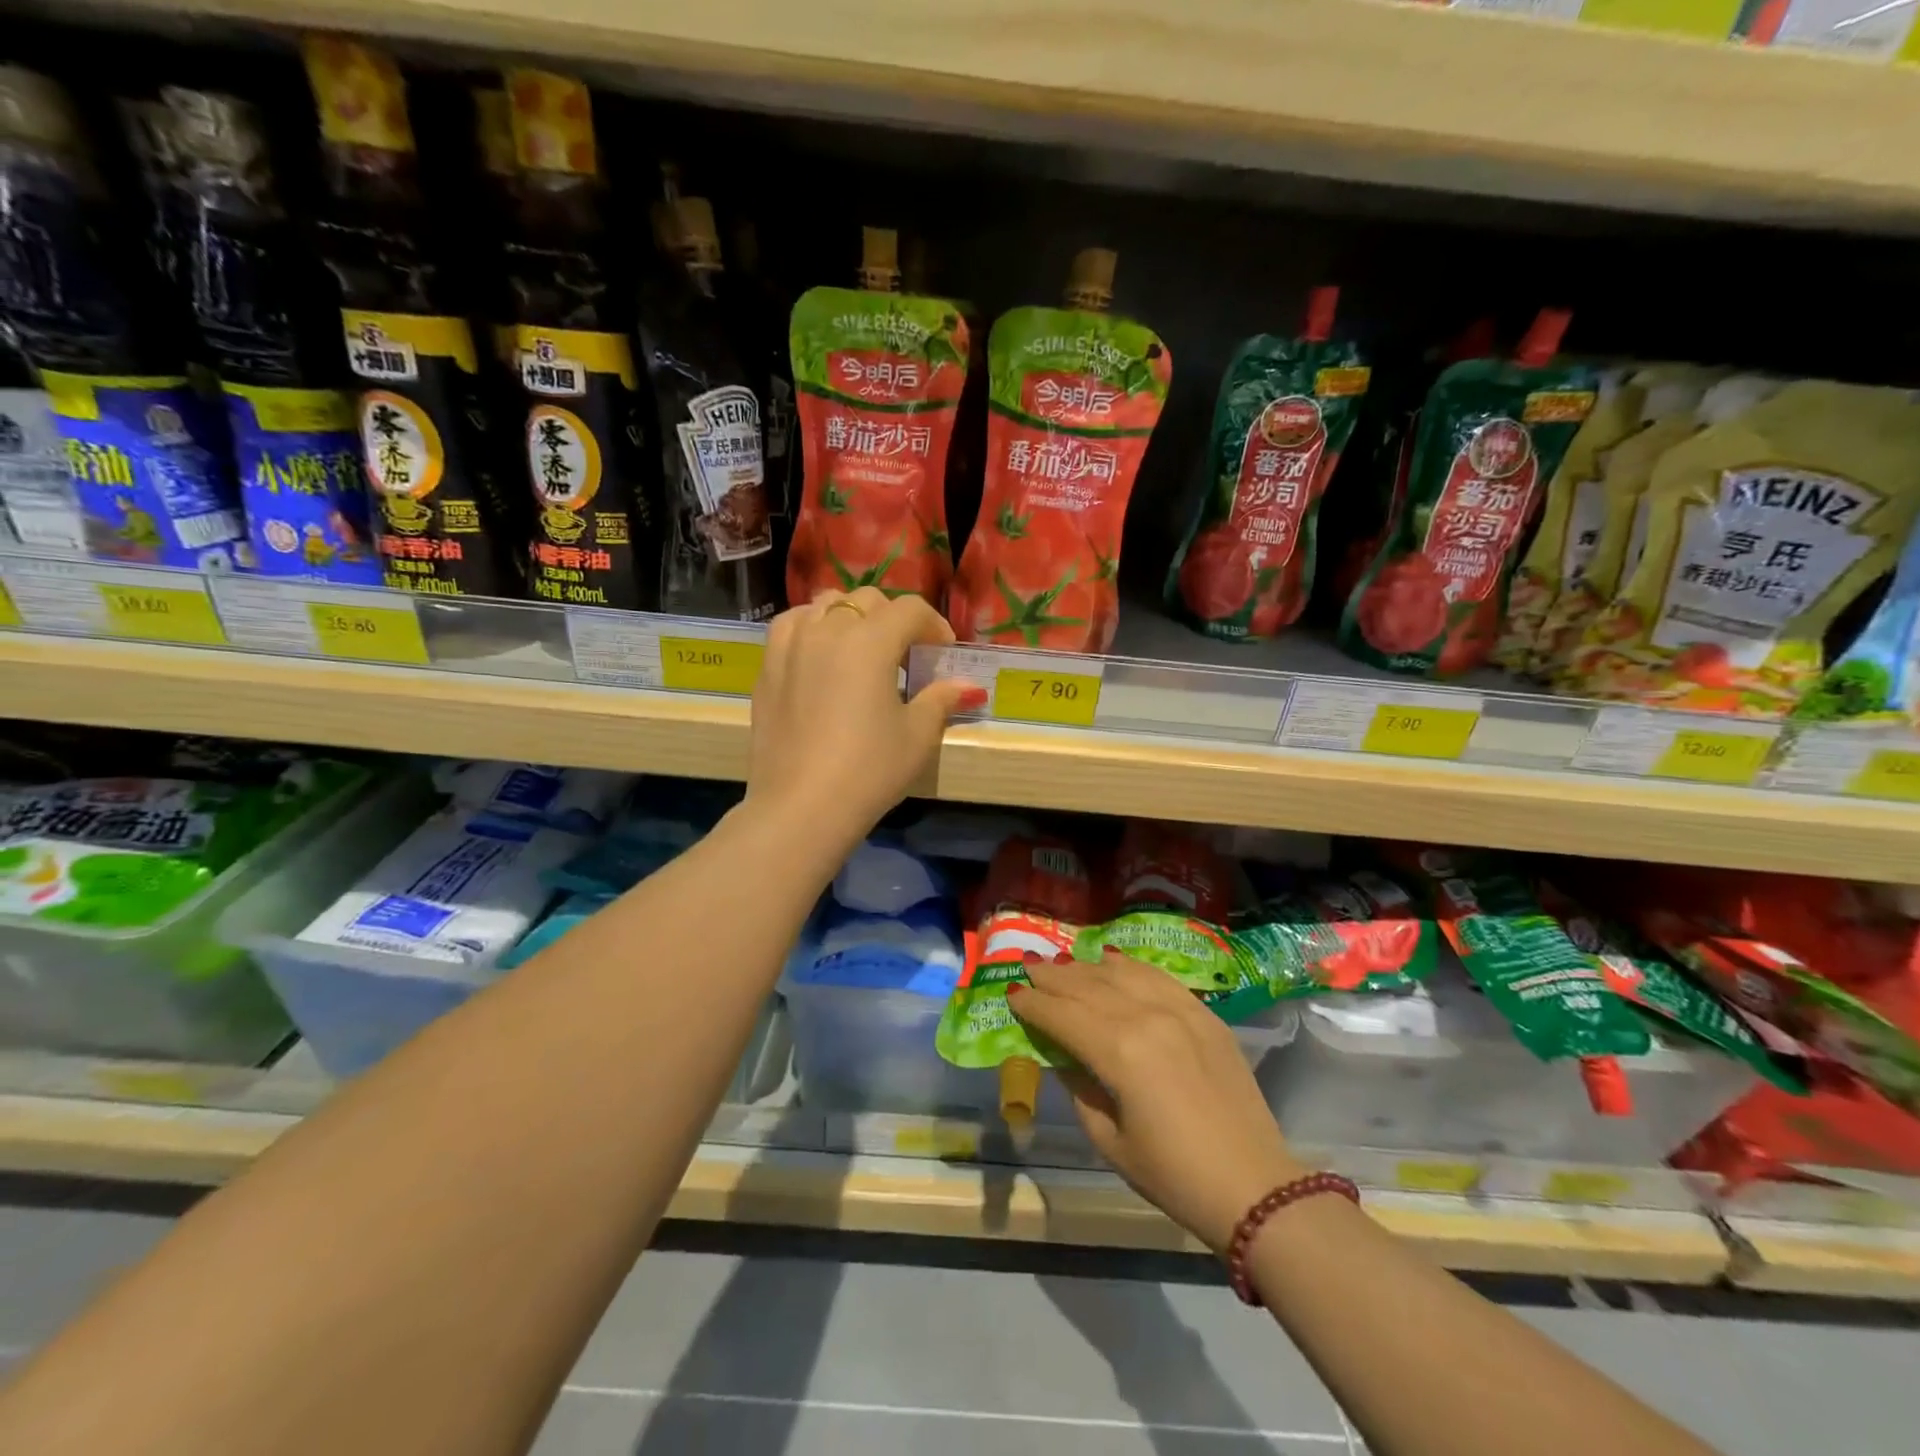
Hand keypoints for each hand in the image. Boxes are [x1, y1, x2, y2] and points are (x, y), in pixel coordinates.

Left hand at [746, 585, 983, 852]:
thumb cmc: (869, 770)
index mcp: (870, 641)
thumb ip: (941, 700)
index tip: (943, 652)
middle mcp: (827, 630)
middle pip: (866, 601)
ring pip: (824, 604)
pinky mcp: (767, 669)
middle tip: (906, 653)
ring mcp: (790, 646)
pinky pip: (791, 627)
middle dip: (893, 618)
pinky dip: (811, 627)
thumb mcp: (917, 736)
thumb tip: (968, 686)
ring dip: (850, 616)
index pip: (909, 611)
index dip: (934, 625)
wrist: (801, 806)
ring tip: (860, 646)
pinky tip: (819, 652)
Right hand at [1009, 952, 1306, 1253]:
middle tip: (1029, 968)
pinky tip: (1112, 961)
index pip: (1063, 1015)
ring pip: (1122, 973)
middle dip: (1053, 977)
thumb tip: (1062, 1055)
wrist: (1254, 1186)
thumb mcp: (1109, 1141)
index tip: (1012, 995)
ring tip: (1063, 964)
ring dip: (1087, 967)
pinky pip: (1159, 977)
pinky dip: (1130, 966)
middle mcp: (1147, 1017)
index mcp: (1119, 1052)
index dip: (1033, 1005)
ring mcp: (1180, 1010)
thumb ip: (1079, 1088)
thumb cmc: (1173, 1176)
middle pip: (1088, 986)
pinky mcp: (1205, 1014)